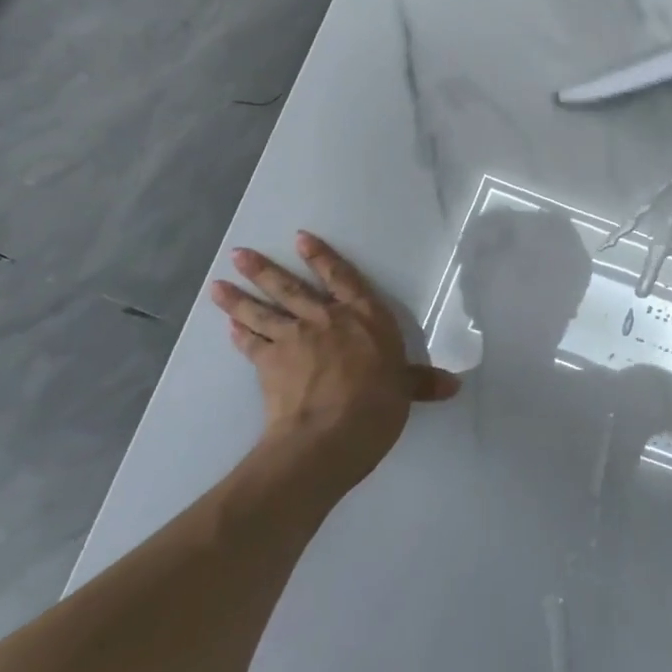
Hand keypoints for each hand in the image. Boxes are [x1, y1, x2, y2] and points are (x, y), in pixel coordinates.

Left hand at [211, 234, 459, 487]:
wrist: (331, 433)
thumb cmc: (378, 403)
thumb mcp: (405, 389)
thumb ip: (422, 382)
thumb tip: (453, 386)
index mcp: (364, 317)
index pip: (342, 278)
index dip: (322, 257)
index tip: (300, 238)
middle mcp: (326, 319)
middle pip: (290, 288)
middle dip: (264, 270)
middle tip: (238, 254)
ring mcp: (293, 339)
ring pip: (262, 312)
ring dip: (238, 299)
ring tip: (217, 286)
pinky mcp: (269, 364)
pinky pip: (251, 344)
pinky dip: (240, 335)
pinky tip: (230, 327)